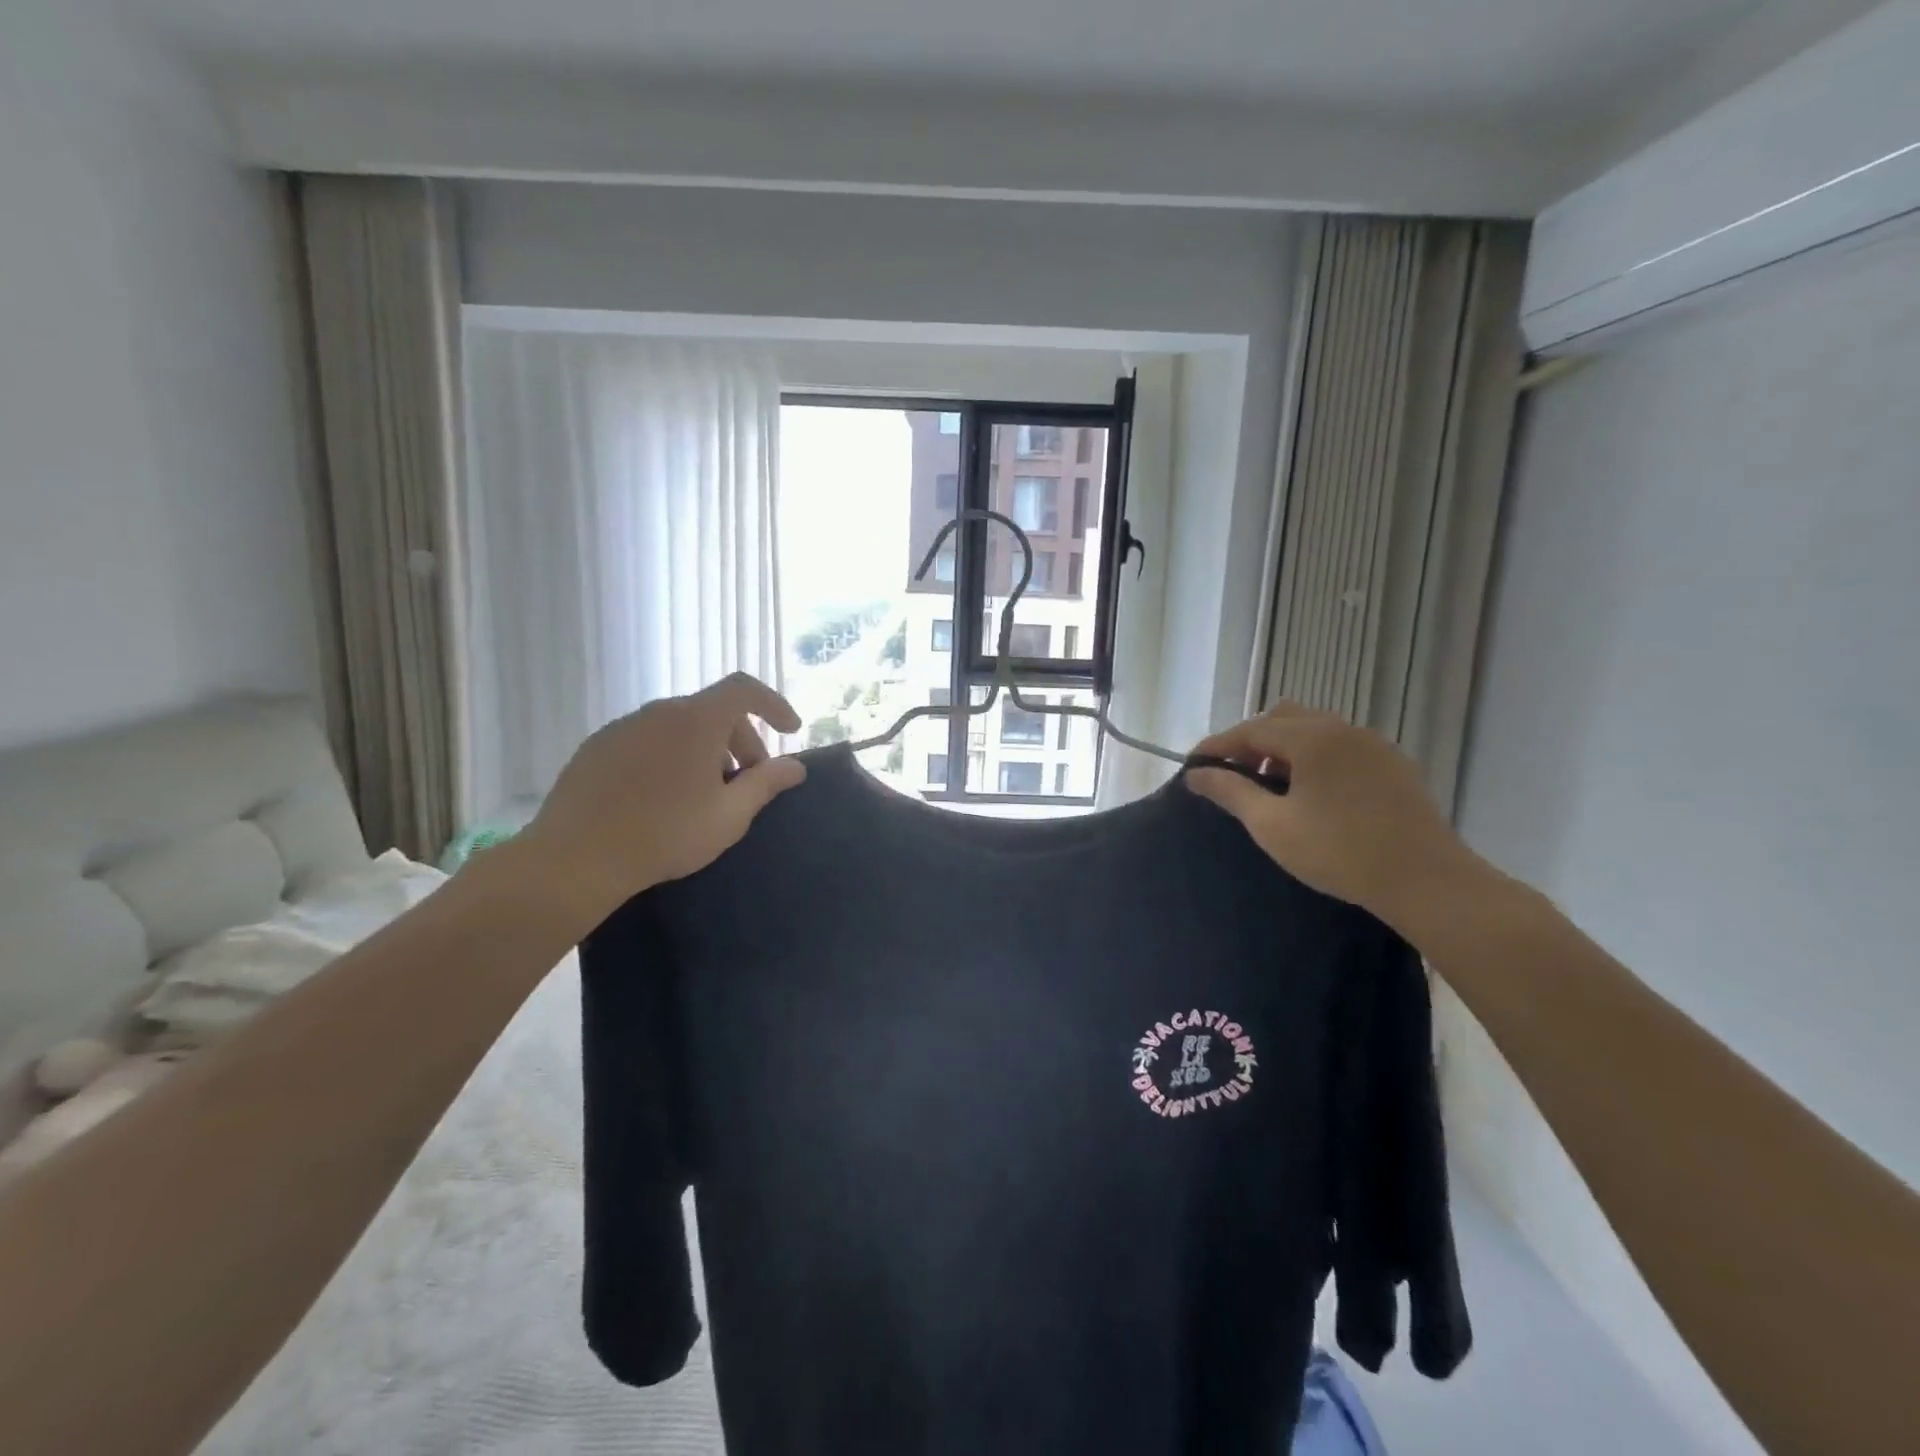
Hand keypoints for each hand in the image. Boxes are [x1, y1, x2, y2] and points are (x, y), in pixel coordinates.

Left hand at [517, 673, 804, 923]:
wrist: (577, 858)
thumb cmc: (666, 834)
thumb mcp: (730, 815)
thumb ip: (766, 784)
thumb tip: (795, 766)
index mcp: (696, 720)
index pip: (744, 689)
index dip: (773, 704)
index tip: (790, 731)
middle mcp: (659, 711)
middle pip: (713, 711)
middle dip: (741, 740)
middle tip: (748, 781)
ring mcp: (623, 727)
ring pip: (679, 726)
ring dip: (705, 750)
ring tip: (706, 793)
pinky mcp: (597, 747)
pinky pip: (648, 740)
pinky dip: (670, 755)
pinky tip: (664, 797)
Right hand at [1185, 703, 1471, 919]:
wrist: (1426, 880)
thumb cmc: (1339, 852)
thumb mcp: (1272, 825)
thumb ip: (1230, 792)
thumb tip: (1196, 774)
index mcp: (1311, 738)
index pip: (1250, 730)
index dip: (1217, 746)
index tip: (1192, 766)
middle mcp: (1342, 729)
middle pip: (1282, 718)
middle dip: (1251, 741)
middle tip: (1234, 775)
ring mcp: (1373, 744)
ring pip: (1314, 729)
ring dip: (1284, 748)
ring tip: (1271, 786)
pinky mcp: (1393, 765)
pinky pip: (1340, 746)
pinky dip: (1314, 757)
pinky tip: (1312, 793)